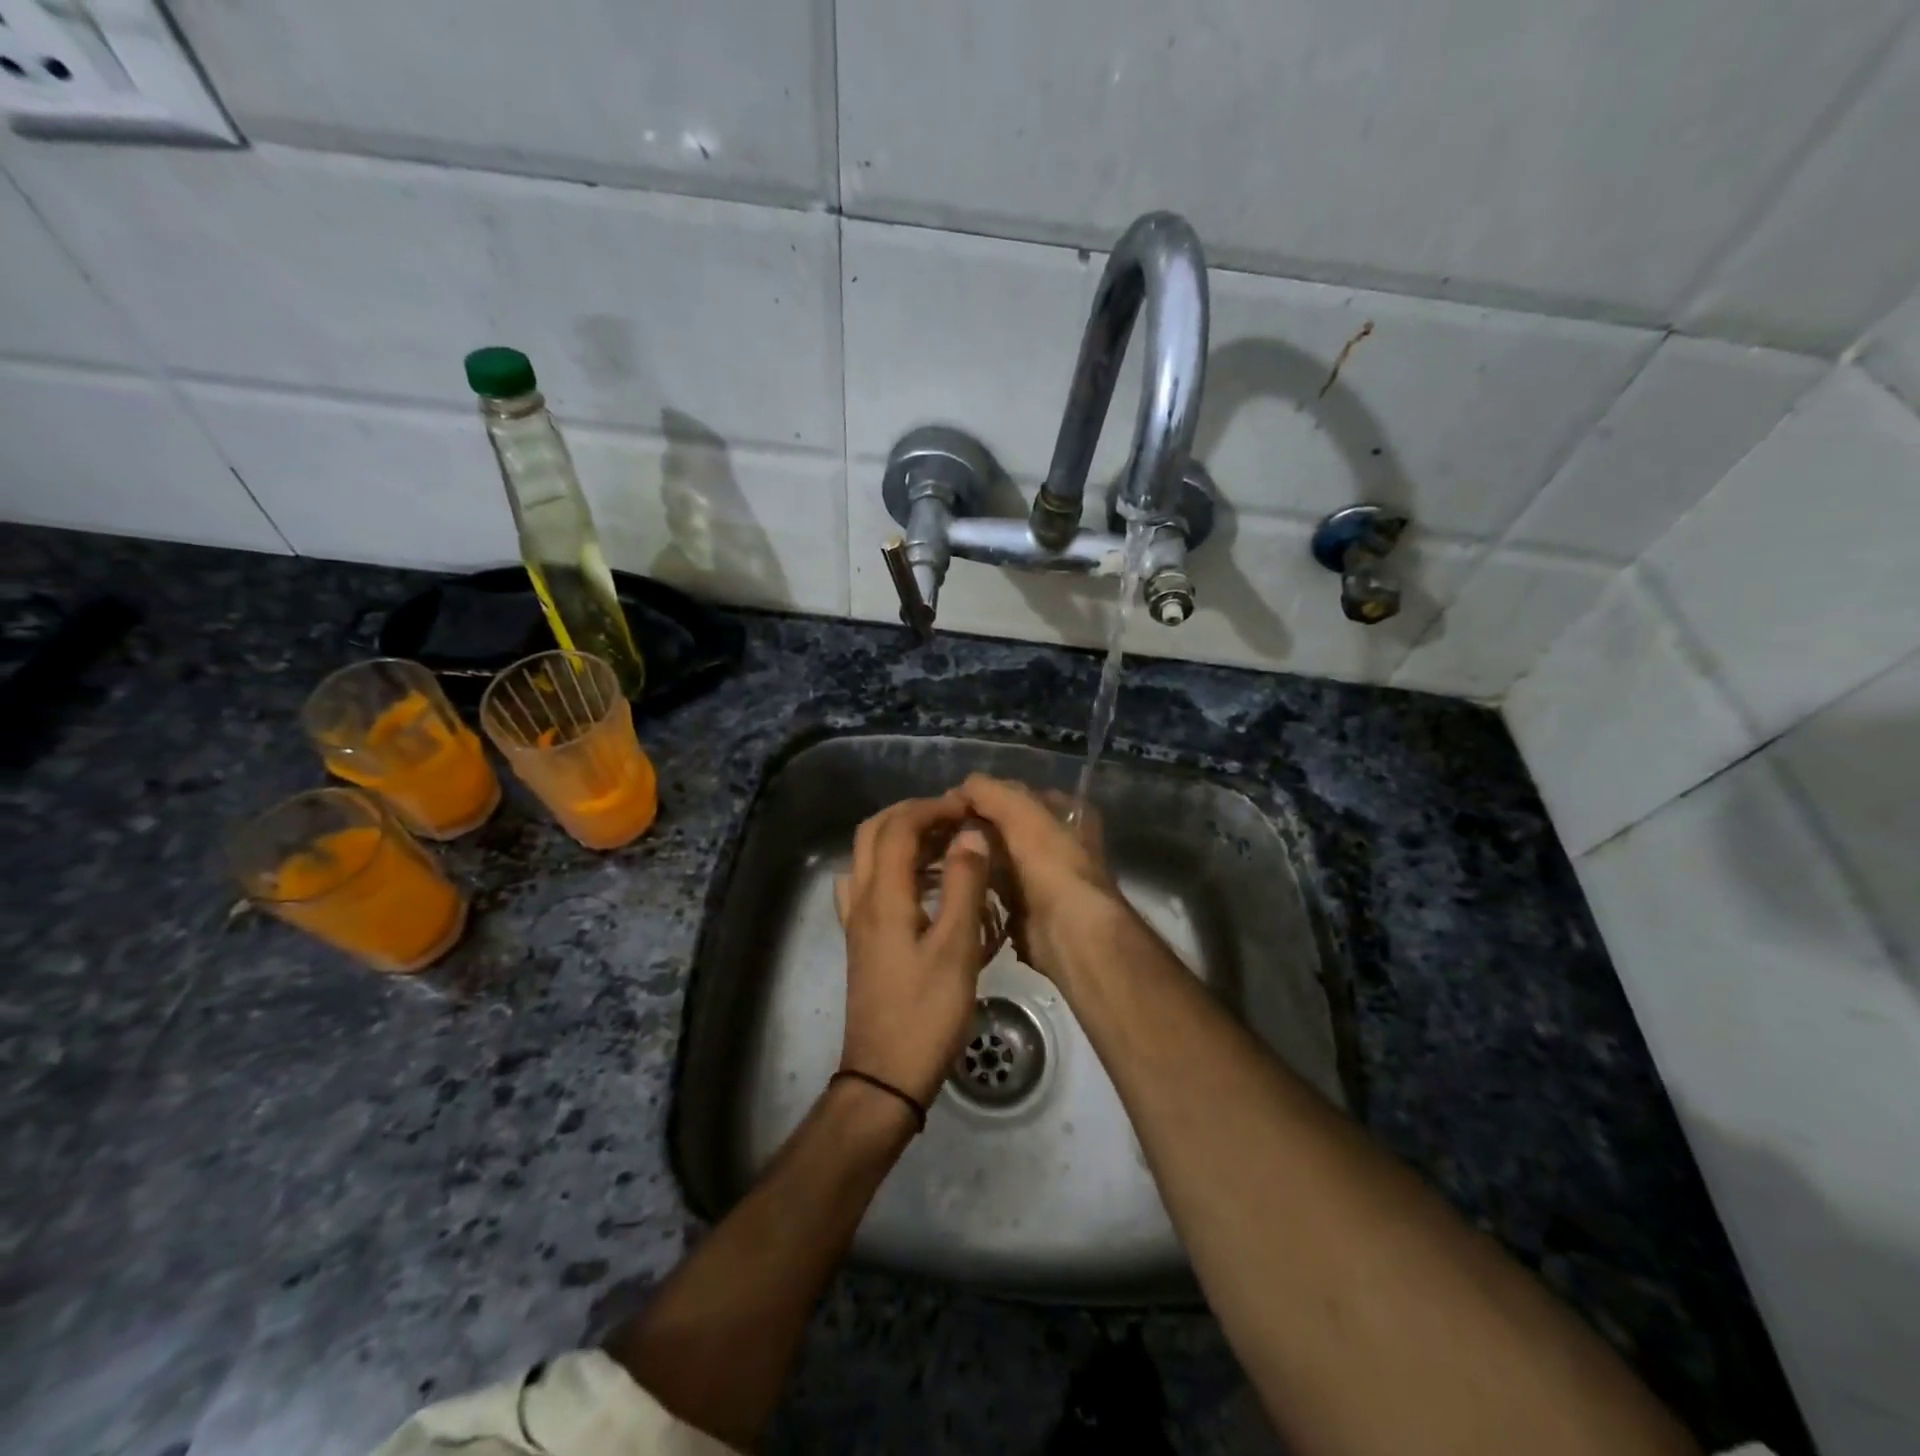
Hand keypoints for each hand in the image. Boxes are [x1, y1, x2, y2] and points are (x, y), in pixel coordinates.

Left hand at [834, 793, 996, 1107]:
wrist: (885, 1076)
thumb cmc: (927, 1012)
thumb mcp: (956, 948)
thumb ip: (963, 885)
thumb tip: (970, 834)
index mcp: (883, 896)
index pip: (898, 828)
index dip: (932, 807)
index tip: (968, 806)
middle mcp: (862, 900)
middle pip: (874, 834)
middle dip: (912, 815)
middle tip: (954, 818)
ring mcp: (858, 921)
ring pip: (868, 858)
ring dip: (902, 838)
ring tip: (946, 844)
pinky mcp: (863, 941)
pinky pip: (869, 885)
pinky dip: (894, 868)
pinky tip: (922, 885)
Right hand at [955, 775, 1124, 984]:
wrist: (1070, 932)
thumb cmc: (1052, 863)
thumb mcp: (1022, 812)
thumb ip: (990, 792)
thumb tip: (960, 787)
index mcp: (1066, 813)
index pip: (1017, 794)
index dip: (985, 796)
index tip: (950, 805)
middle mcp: (1057, 842)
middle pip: (1005, 827)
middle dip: (975, 829)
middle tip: (939, 832)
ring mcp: (1042, 877)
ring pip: (997, 858)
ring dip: (973, 857)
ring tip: (938, 855)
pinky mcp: (1026, 908)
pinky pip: (993, 889)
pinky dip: (975, 886)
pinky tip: (951, 881)